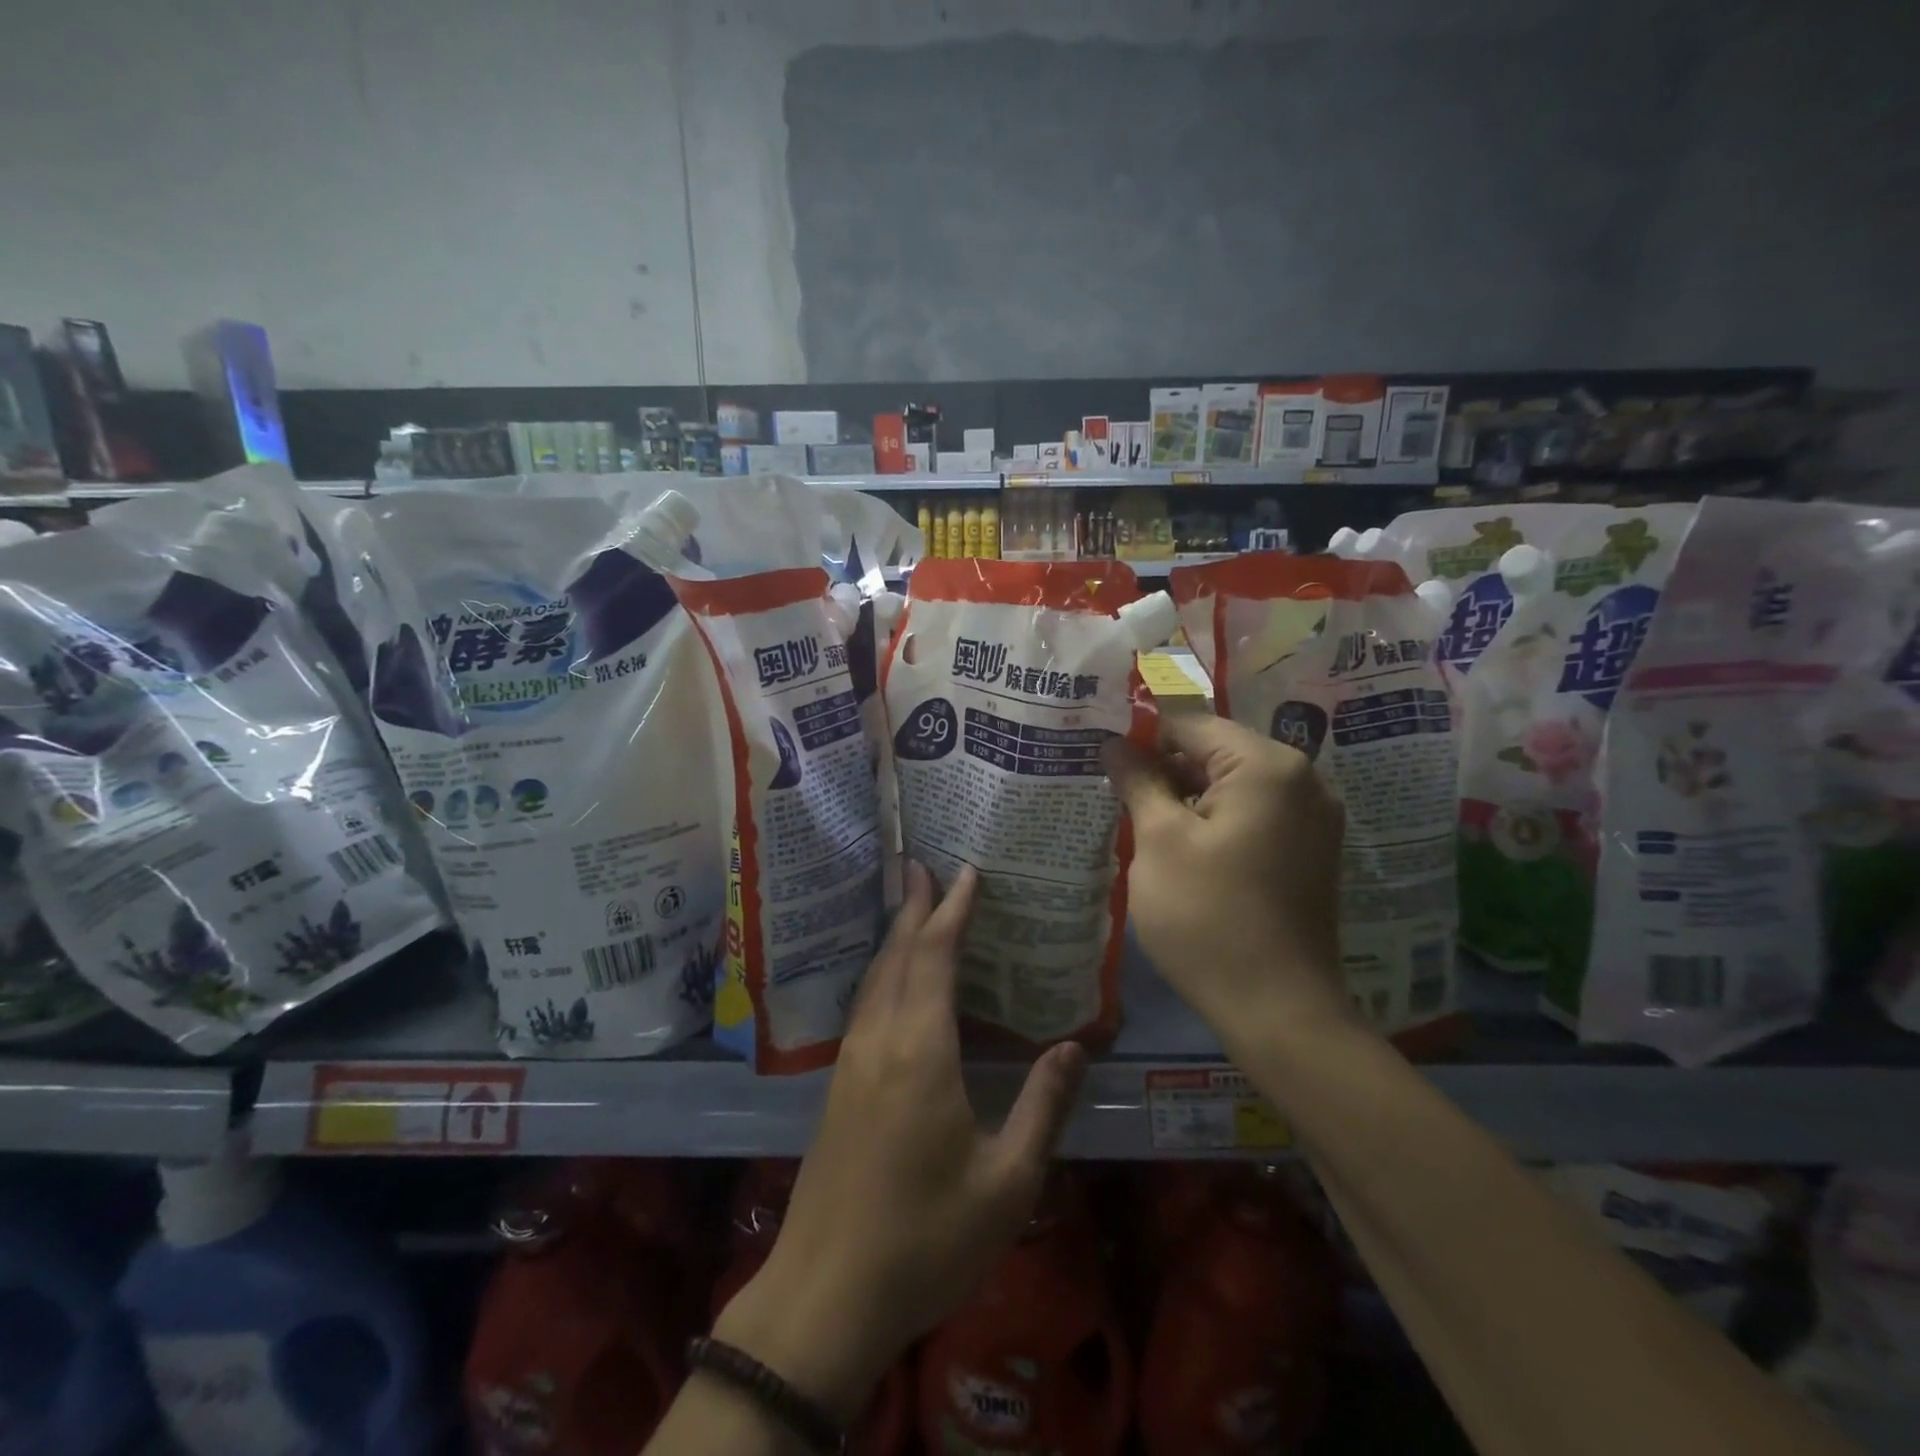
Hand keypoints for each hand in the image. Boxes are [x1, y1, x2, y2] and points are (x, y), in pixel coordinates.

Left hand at [713, 863, 1088, 1422]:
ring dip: (894, 936)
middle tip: (925, 866)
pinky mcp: (838, 1087)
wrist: (824, 1297)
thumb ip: (1043, 1107)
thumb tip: (1075, 1047)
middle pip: (896, 956)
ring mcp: (851, 1063)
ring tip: (911, 907)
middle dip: (914, 908)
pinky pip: (864, 1005)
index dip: (951, 912)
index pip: (934, 958)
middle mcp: (880, 1041)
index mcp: (920, 1052)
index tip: (966, 873)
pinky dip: (883, 972)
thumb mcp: (1006, 1183)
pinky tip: (892, 982)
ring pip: (874, 978)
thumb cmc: (925, 1240)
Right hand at [1103, 713, 1350, 1042]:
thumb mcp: (1159, 841)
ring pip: (1233, 785)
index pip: (1190, 725)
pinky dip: (1215, 820)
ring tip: (1139, 819)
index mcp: (1267, 766)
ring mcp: (1313, 818)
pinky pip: (1253, 814)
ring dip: (1186, 796)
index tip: (1101, 759)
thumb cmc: (1208, 916)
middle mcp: (1302, 779)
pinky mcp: (1309, 851)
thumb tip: (1115, 744)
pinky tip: (1179, 847)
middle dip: (1163, 768)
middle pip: (1216, 752)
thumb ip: (1137, 781)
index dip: (1140, 738)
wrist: (1278, 1010)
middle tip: (1114, 793)